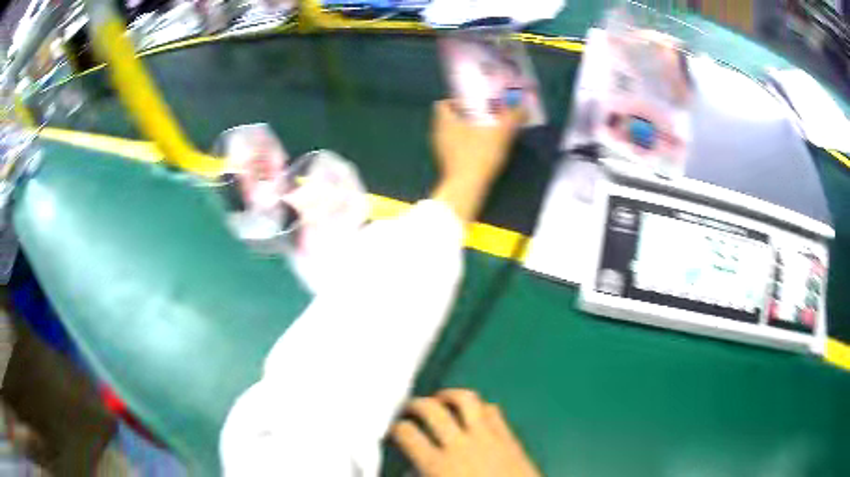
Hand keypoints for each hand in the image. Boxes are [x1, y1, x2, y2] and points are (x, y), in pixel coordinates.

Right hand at [390, 389, 539, 476]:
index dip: (395, 428)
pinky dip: (479, 407)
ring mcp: (488, 438)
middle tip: (410, 409)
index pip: (407, 433)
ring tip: (440, 400)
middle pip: (432, 410)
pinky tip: (473, 414)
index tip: (394, 430)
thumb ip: (422, 475)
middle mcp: (460, 445)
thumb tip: (411, 468)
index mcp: (437, 465)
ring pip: (466, 400)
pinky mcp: (510, 437)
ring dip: (449, 395)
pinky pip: (493, 410)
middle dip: (416, 404)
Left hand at [430, 100, 524, 222]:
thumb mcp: (501, 132)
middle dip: (464, 116)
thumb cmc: (480, 154)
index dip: (456, 101)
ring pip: (451, 135)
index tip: (473, 104)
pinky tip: (481, 151)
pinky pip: (454, 149)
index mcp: (445, 121)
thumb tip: (524, 107)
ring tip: (485, 133)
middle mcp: (438, 134)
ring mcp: (440, 151)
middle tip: (484, 116)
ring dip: (465, 132)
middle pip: (448, 119)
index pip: (443, 104)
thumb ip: (513, 117)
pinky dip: (465, 147)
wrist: (466, 188)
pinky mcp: (446, 166)